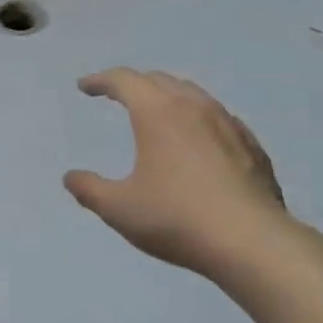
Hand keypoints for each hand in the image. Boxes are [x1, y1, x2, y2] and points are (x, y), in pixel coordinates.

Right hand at [64, 68, 288, 278]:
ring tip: (157, 112)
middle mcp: (194, 107)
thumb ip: (89, 189)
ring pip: (193, 94)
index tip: (85, 87)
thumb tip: (70, 177)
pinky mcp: (252, 146)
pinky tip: (197, 141)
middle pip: (159, 80)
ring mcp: (229, 124)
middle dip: (134, 83)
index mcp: (157, 113)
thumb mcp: (119, 208)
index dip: (100, 81)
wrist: (252, 243)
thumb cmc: (176, 218)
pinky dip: (197, 118)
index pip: (124, 81)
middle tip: (118, 95)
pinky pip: (218, 118)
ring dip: (168, 96)